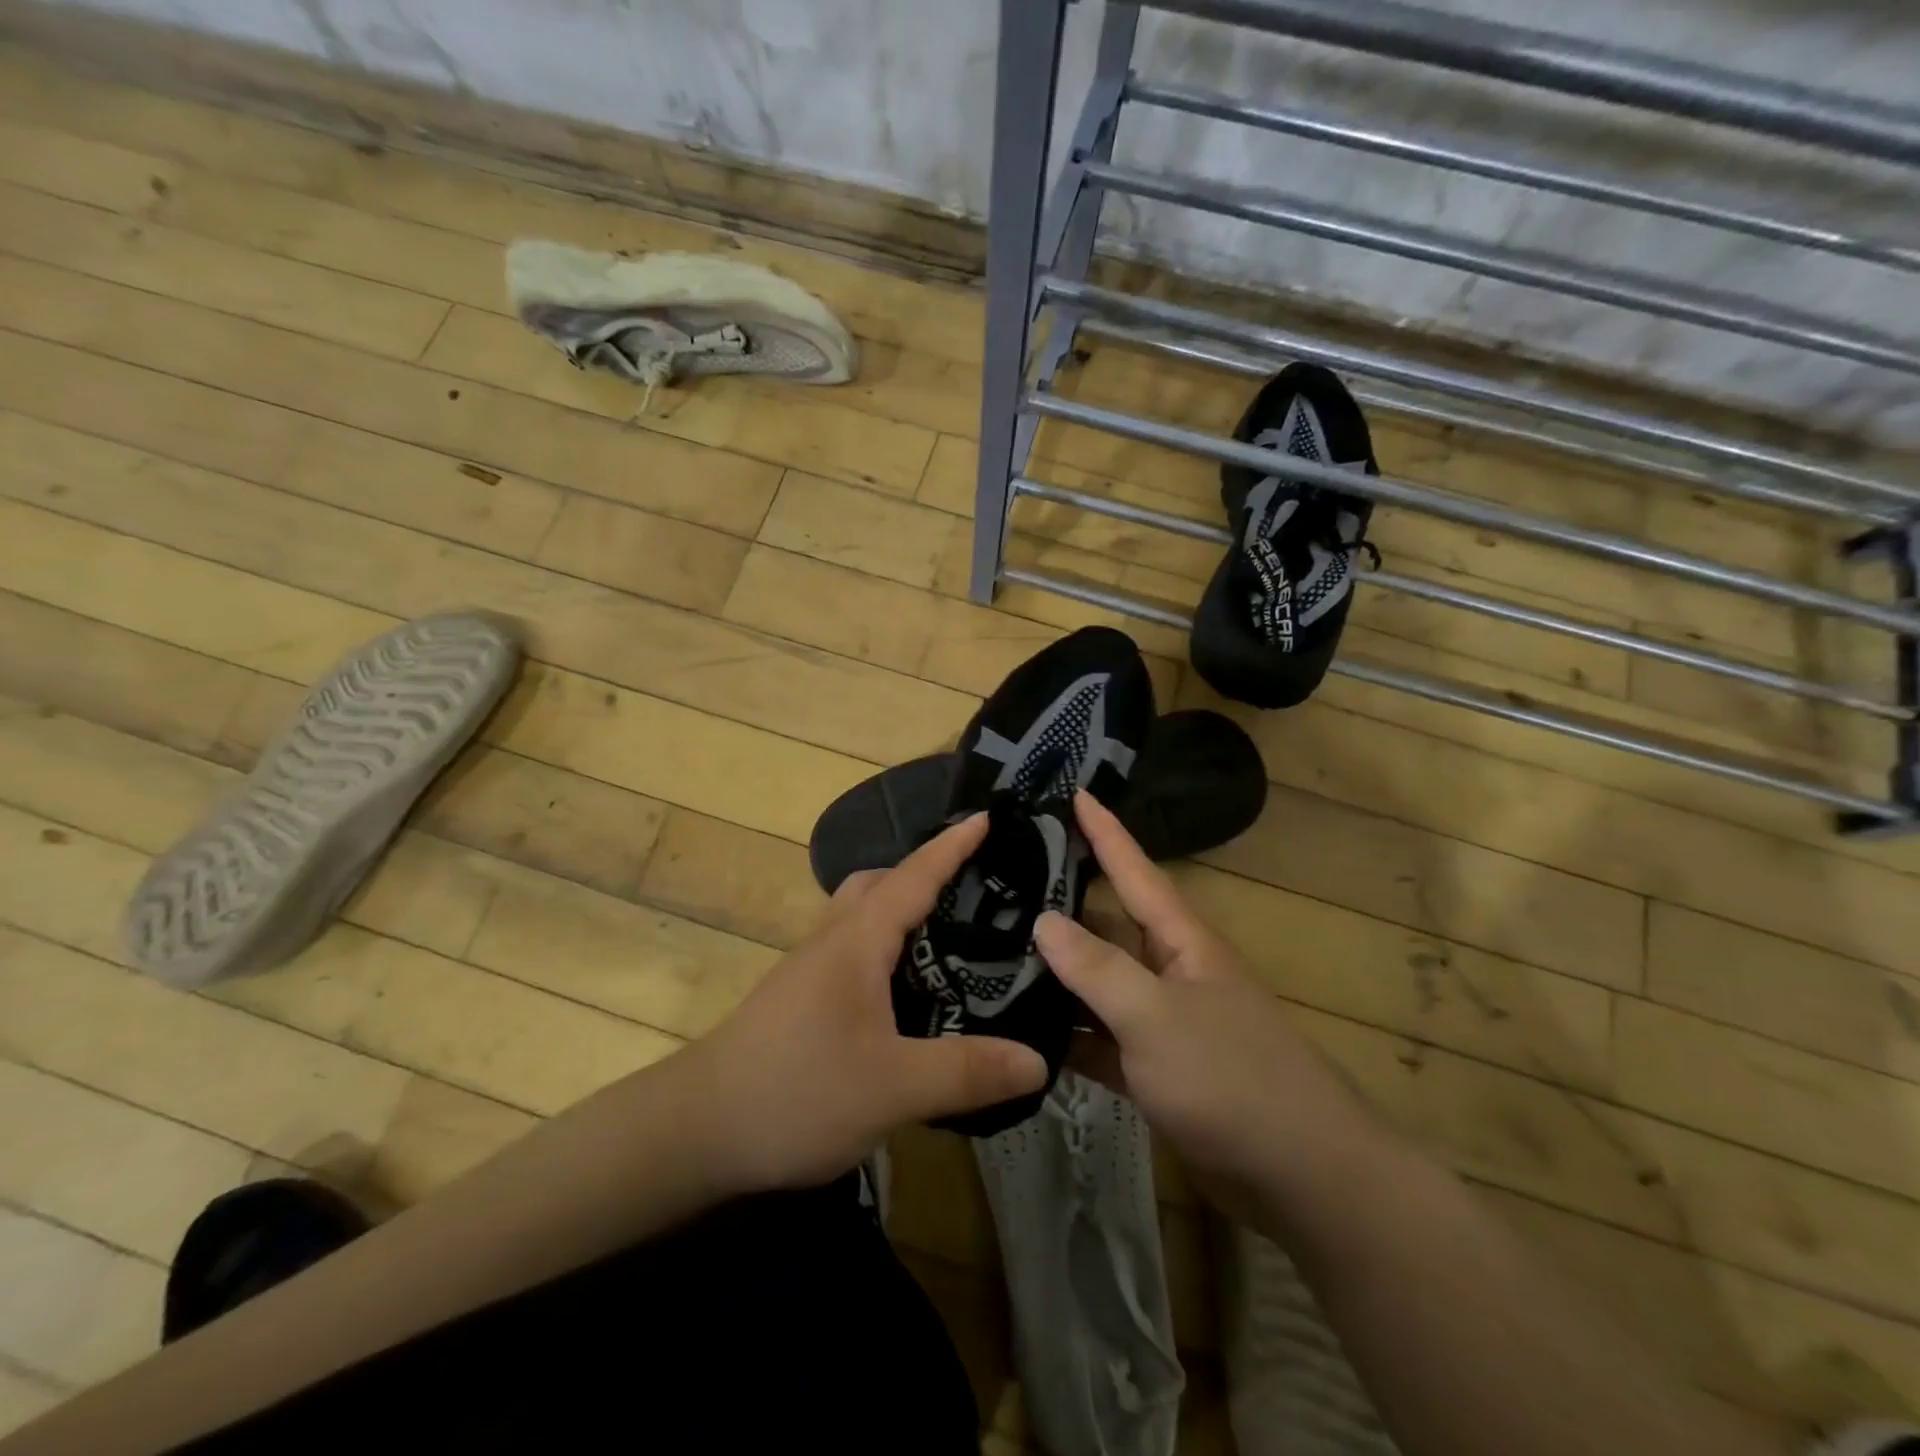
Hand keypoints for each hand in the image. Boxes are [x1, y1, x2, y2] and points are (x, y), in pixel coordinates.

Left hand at [681, 814, 1047, 1193]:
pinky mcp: (802, 998)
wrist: (696, 1130)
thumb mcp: (893, 1087)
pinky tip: (909, 993)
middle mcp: (833, 940)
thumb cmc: (797, 1091)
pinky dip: (889, 949)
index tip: (989, 817)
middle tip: (978, 892)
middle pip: (882, 884)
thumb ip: (968, 1072)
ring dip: (905, 911)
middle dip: (927, 874)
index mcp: (858, 940)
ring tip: (954, 940)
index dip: (953, 846)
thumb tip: (1039, 1059)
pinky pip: (855, 950)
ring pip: (864, 917)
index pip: (914, 875)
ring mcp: (811, 969)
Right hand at [1037, 792, 1374, 1223]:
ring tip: (991, 953)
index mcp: (1181, 942)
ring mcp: (1161, 1022)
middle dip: (1060, 905)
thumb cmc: (1232, 1078)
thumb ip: (1097, 967)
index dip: (1105, 831)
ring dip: (1055, 974)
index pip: (1135, 870)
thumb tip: (1042, 919)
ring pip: (1098, 984)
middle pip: (1107, 926)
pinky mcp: (1153, 1069)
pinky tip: (1020, 1030)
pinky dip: (1067, 1034)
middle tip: (999, 885)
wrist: (1302, 1177)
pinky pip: (1100, 1038)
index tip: (1073, 792)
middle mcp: (1170, 972)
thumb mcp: (1156, 1015)